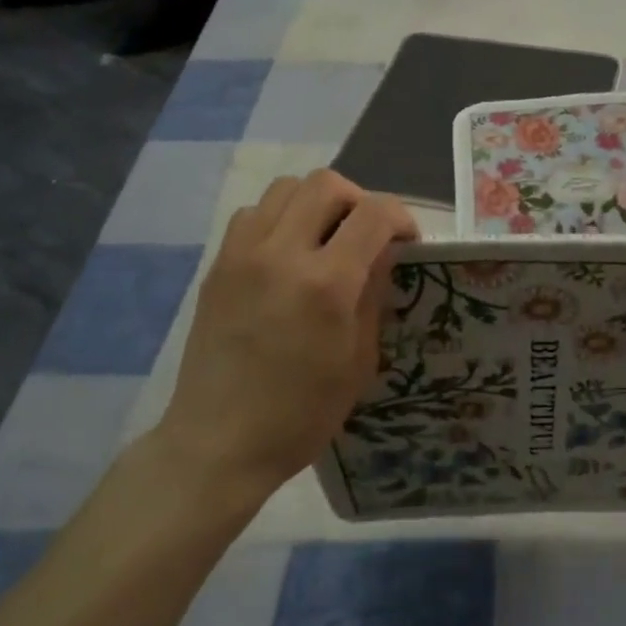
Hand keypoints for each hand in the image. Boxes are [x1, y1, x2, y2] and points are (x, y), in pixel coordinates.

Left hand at [158, 170, 416, 495]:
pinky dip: (280, 216)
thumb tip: (383, 252)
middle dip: (360, 199)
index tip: (408, 240)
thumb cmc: (301, 414)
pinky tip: (288, 253)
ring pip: (286, 188)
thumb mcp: (358, 360)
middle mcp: (281, 253)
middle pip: (327, 183)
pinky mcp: (217, 265)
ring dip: (317, 202)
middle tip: (367, 234)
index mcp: (326, 284)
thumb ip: (373, 294)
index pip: (374, 213)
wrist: (218, 442)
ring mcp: (242, 254)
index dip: (401, 217)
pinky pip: (253, 213)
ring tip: (326, 237)